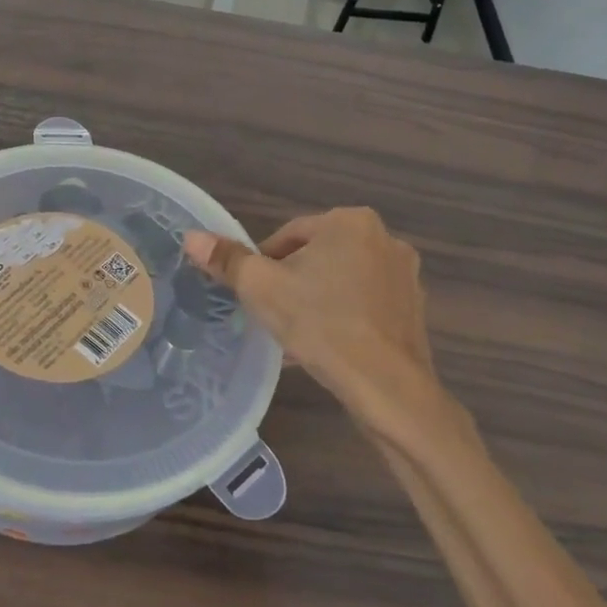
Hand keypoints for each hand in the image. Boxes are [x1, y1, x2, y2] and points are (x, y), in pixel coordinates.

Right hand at [183, 208, 444, 435]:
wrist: (386, 385)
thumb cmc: (321, 324)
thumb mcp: (262, 289)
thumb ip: (227, 260)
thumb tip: (191, 237)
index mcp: (349, 222)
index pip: (289, 235)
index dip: (263, 264)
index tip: (253, 294)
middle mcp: (384, 238)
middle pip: (317, 255)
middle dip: (292, 282)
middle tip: (272, 314)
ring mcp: (404, 274)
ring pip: (341, 280)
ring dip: (316, 299)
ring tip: (296, 333)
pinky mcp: (414, 308)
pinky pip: (365, 303)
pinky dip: (343, 316)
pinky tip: (326, 345)